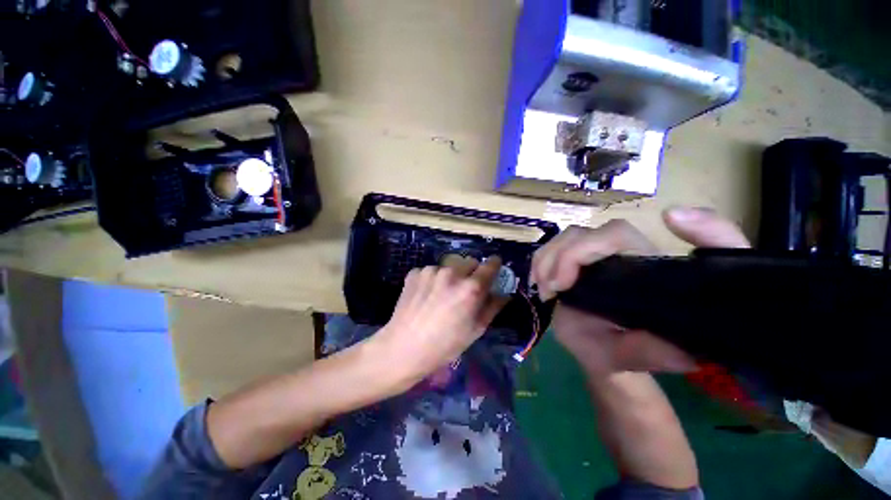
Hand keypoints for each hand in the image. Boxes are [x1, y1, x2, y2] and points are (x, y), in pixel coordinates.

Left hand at [376, 255, 508, 385]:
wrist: (403, 348)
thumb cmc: (445, 345)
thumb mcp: (476, 330)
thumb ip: (493, 307)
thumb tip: (504, 293)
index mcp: (470, 288)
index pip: (490, 264)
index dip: (494, 265)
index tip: (494, 267)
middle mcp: (452, 273)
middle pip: (469, 261)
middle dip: (472, 271)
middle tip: (465, 288)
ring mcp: (431, 271)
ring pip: (449, 266)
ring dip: (451, 275)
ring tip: (442, 294)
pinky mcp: (415, 272)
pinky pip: (431, 271)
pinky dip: (432, 280)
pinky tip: (426, 296)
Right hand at [531, 207, 749, 374]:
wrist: (600, 351)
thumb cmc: (621, 354)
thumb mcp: (634, 358)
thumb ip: (651, 352)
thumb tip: (680, 349)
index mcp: (642, 269)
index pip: (618, 236)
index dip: (591, 243)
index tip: (564, 281)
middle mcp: (618, 254)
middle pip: (583, 233)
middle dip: (560, 258)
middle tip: (552, 290)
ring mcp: (593, 255)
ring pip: (565, 238)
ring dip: (546, 260)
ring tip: (545, 291)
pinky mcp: (573, 259)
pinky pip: (551, 248)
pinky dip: (539, 262)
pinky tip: (538, 283)